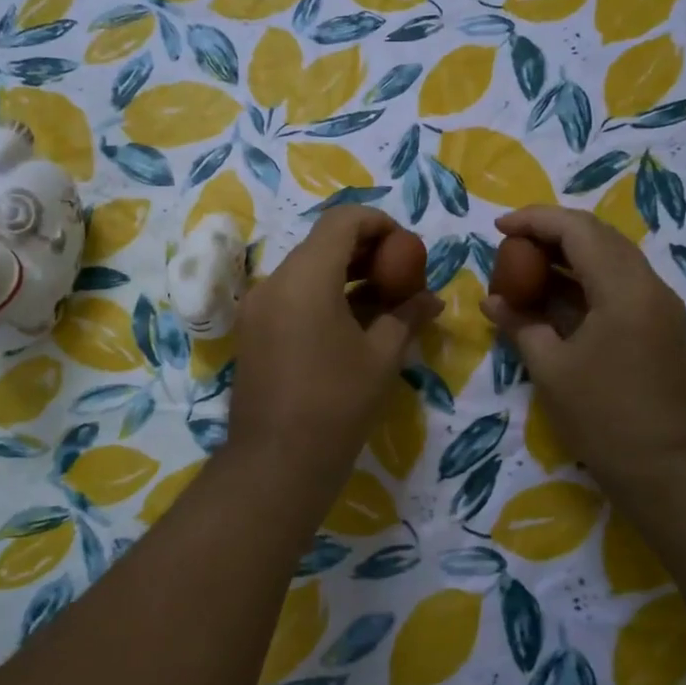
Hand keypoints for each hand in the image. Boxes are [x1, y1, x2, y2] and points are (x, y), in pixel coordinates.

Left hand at [228, 207, 440, 499]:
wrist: (276, 463)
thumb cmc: (337, 405)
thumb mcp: (382, 357)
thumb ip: (407, 316)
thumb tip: (432, 299)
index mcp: (306, 277)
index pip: (343, 220)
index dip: (380, 224)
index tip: (407, 249)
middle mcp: (274, 281)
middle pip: (322, 243)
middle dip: (365, 251)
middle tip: (401, 275)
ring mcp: (257, 307)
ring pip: (306, 269)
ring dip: (344, 275)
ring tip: (383, 301)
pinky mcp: (253, 331)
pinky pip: (291, 296)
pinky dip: (322, 296)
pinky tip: (352, 323)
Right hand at [483, 206, 685, 490]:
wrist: (673, 472)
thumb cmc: (605, 419)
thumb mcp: (551, 370)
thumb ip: (520, 325)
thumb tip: (492, 300)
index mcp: (624, 289)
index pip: (578, 230)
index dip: (535, 220)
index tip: (498, 226)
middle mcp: (649, 286)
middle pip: (599, 237)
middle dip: (552, 233)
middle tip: (511, 245)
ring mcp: (661, 307)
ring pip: (612, 261)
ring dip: (569, 257)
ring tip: (527, 269)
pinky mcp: (663, 328)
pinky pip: (621, 287)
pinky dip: (586, 283)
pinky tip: (556, 299)